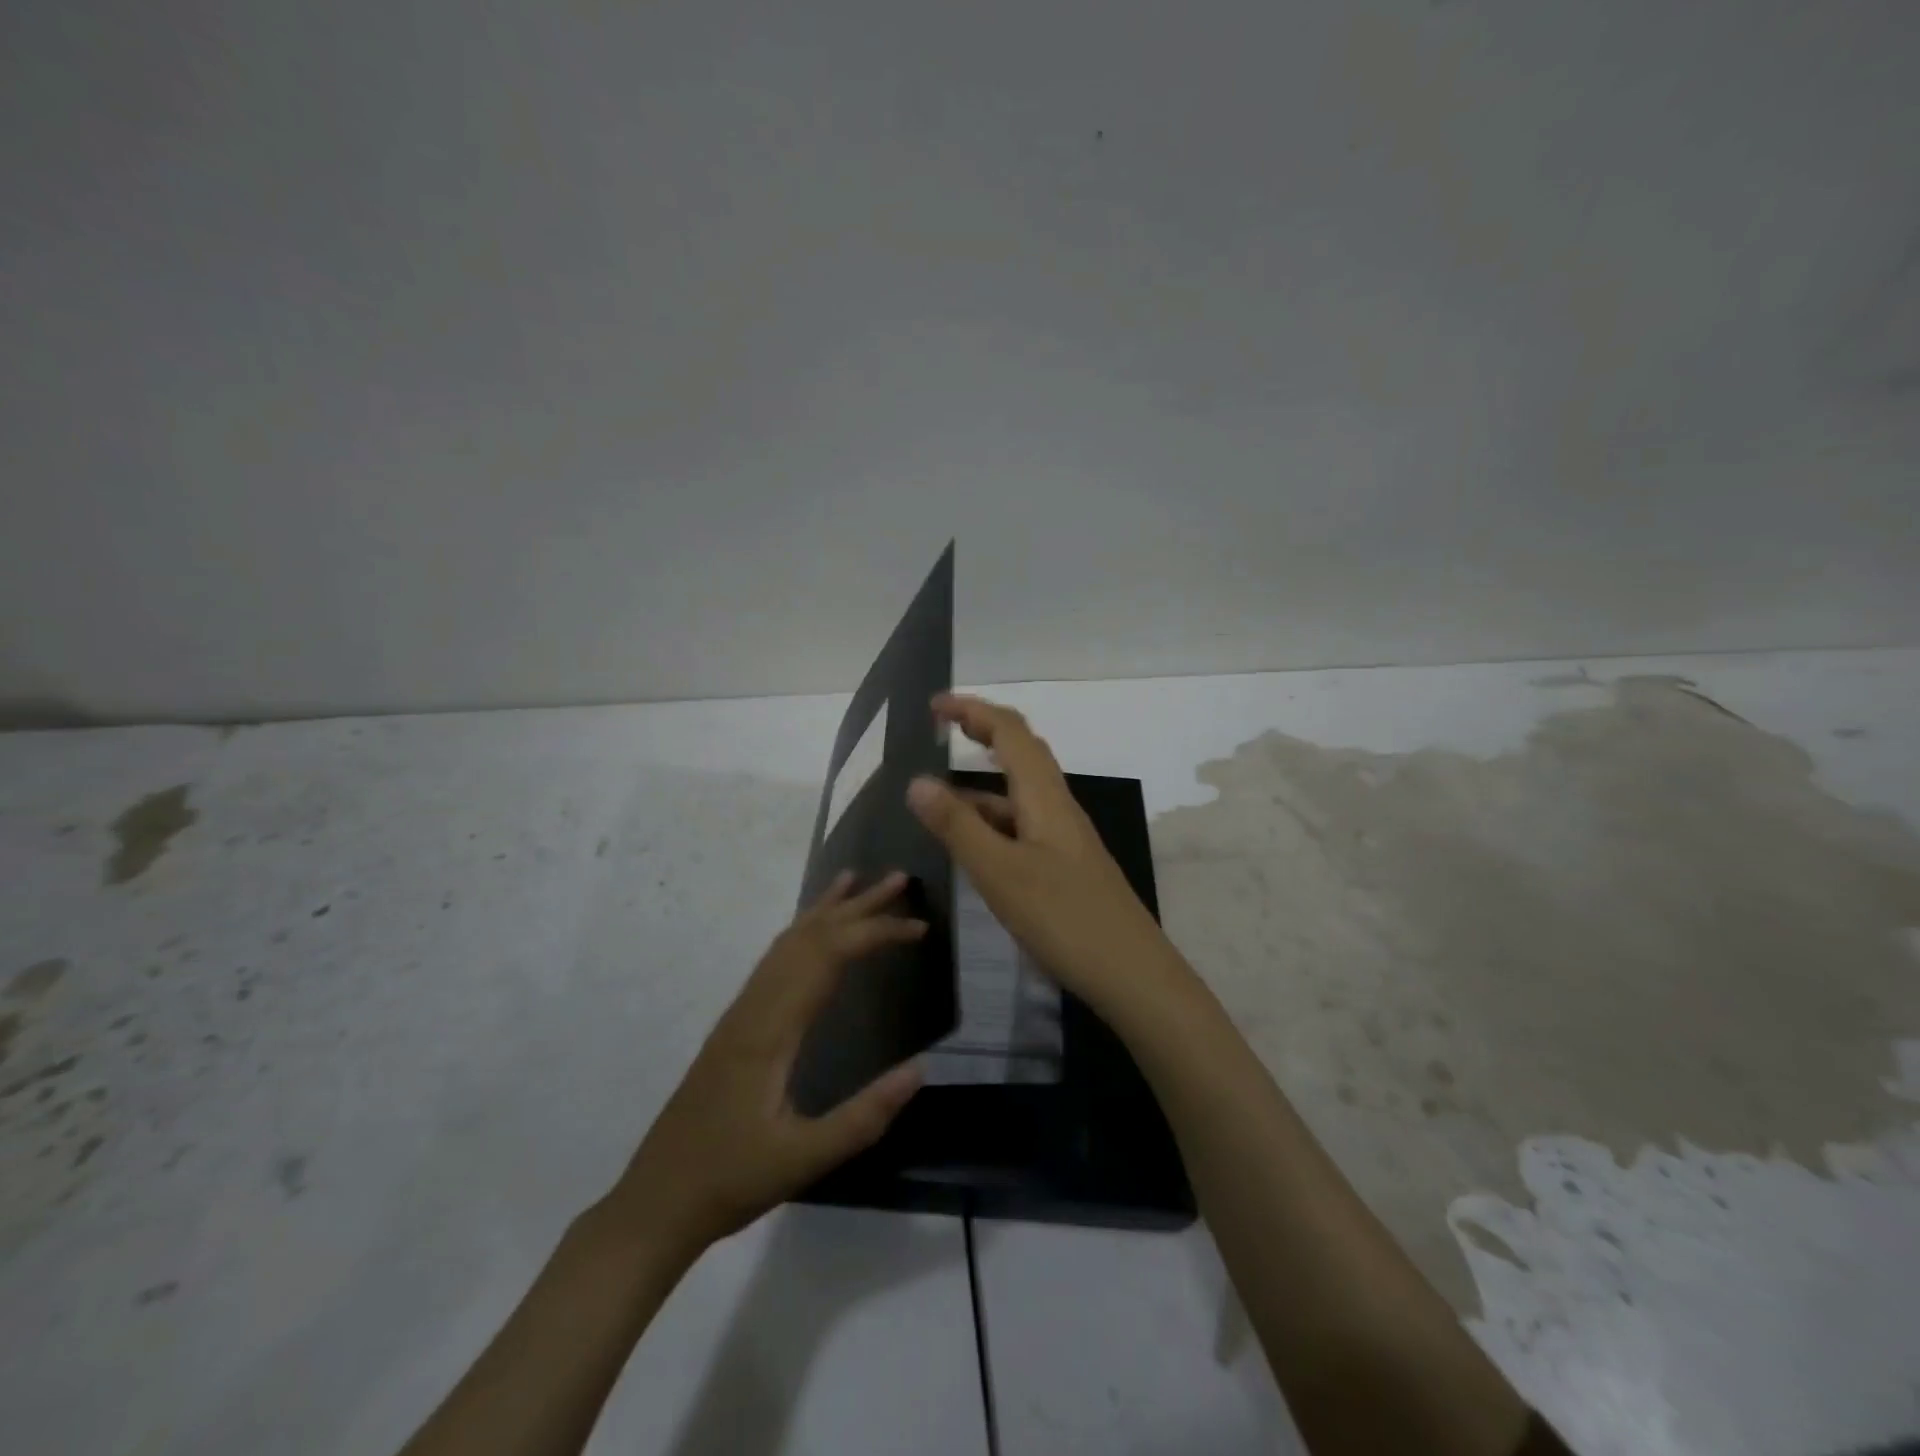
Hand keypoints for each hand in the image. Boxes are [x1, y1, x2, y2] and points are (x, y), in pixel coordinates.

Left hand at [609, 872, 926, 1256]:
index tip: (919, 926)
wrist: (656, 1200)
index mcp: (771, 1027)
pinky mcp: (736, 1024)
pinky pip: (775, 959)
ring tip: (857, 882)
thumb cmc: (731, 1180)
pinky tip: (813, 933)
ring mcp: (741, 1011)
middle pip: (809, 935)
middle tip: (900, 879)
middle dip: (857, 905)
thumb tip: (920, 1069)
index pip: (829, 955)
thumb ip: (863, 1117)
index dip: (876, 932)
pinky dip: (803, 931)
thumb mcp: (803, 1160)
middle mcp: (755, 1005)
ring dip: (827, 909)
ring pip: (787, 941)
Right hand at [906, 693, 1178, 1015]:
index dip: (973, 710)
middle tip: (942, 729)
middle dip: (982, 732)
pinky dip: (993, 820)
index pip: (1010, 732)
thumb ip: (958, 827)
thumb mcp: (1000, 873)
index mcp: (1044, 797)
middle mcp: (1058, 807)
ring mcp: (1065, 838)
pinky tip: (974, 846)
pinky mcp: (1066, 866)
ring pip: (1020, 793)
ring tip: (938, 797)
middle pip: (1021, 753)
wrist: (1134, 975)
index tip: (934, 705)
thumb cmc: (1065, 919)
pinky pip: (1023, 826)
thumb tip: (917, 781)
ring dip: (982, 783)